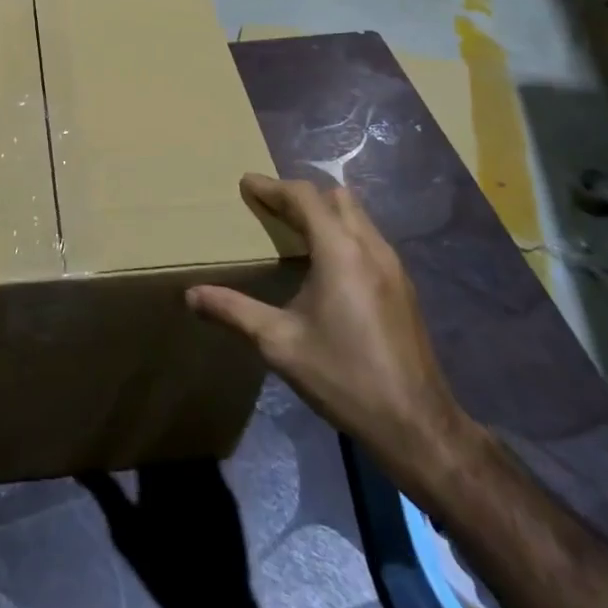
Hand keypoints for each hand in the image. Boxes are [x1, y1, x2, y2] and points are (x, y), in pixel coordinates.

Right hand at [187, 174, 484, 496]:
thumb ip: (233, 312)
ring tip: (293, 232)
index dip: (272, 187)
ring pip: (357, 217)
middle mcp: (371, 248)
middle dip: (301, 195)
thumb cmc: (343, 376)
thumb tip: (191, 296)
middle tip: (269, 207)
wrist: (416, 424)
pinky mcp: (403, 288)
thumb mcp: (279, 344)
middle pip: (336, 198)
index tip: (246, 183)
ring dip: (324, 213)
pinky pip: (368, 239)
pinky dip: (342, 234)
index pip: (304, 197)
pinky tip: (325, 266)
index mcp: (340, 251)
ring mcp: (393, 267)